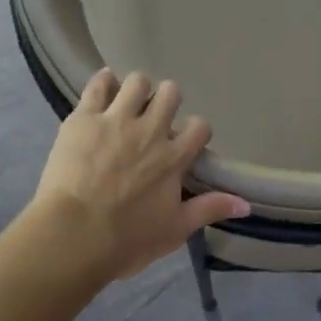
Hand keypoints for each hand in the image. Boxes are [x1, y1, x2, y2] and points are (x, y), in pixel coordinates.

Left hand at [29, 69, 248, 282]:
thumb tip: (246, 204)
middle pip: (170, 94)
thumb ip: (210, 210)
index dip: (196, 131)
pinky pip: (98, 85)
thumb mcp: (175, 230)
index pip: (199, 127)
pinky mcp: (84, 118)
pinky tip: (105, 86)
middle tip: (156, 117)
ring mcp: (116, 120)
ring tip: (129, 102)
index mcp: (174, 158)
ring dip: (138, 89)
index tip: (186, 141)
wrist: (74, 235)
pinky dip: (105, 82)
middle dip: (167, 100)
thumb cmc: (128, 238)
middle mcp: (150, 131)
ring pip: (137, 82)